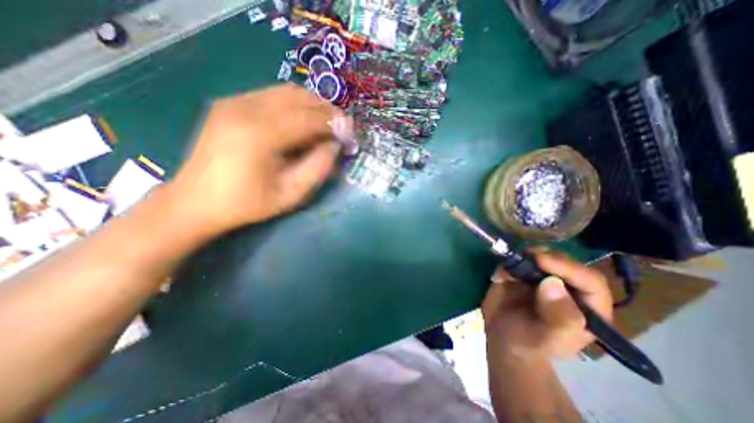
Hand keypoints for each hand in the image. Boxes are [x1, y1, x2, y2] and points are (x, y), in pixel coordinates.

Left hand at [166, 82, 351, 237]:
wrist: (195, 202)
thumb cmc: (247, 204)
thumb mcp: (291, 194)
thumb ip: (318, 167)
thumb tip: (335, 145)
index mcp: (259, 134)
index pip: (309, 118)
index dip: (335, 123)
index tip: (350, 133)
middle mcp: (244, 108)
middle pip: (299, 97)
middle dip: (326, 110)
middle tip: (340, 128)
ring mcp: (234, 101)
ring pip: (286, 91)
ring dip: (312, 105)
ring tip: (324, 125)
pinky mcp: (229, 103)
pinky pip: (272, 95)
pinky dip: (294, 105)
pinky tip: (301, 122)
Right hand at [483, 249, 612, 361]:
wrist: (501, 338)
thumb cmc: (528, 344)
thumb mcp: (546, 340)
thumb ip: (557, 318)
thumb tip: (553, 283)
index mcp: (587, 308)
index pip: (590, 282)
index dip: (569, 268)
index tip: (541, 261)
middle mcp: (569, 289)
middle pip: (566, 263)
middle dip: (546, 257)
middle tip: (525, 257)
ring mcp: (544, 278)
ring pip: (543, 255)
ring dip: (526, 256)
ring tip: (509, 267)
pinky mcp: (523, 273)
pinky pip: (519, 259)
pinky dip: (509, 261)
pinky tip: (500, 275)